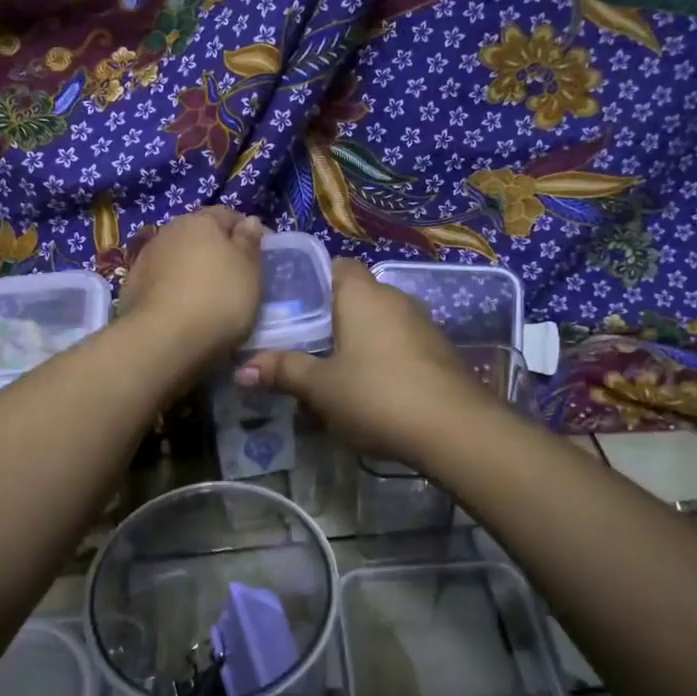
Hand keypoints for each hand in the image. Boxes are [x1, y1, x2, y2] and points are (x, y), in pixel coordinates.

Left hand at [120, 207, 267, 362]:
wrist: (163, 340)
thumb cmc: (218, 299)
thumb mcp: (249, 271)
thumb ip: (249, 243)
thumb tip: (248, 222)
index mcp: (199, 221)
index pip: (229, 215)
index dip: (248, 232)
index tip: (262, 255)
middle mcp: (168, 231)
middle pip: (199, 236)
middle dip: (217, 251)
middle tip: (236, 277)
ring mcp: (145, 259)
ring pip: (178, 259)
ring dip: (193, 271)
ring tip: (209, 298)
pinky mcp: (131, 288)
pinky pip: (162, 283)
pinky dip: (175, 291)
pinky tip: (184, 311)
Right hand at [236, 258, 497, 465]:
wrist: (455, 429)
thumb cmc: (377, 396)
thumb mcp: (321, 388)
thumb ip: (282, 371)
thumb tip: (241, 369)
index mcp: (362, 294)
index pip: (335, 265)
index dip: (311, 280)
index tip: (289, 306)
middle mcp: (394, 298)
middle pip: (355, 296)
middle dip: (330, 318)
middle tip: (301, 345)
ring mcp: (422, 324)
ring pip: (378, 323)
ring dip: (356, 341)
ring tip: (331, 373)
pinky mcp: (438, 351)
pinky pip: (398, 344)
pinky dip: (381, 359)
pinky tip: (369, 390)